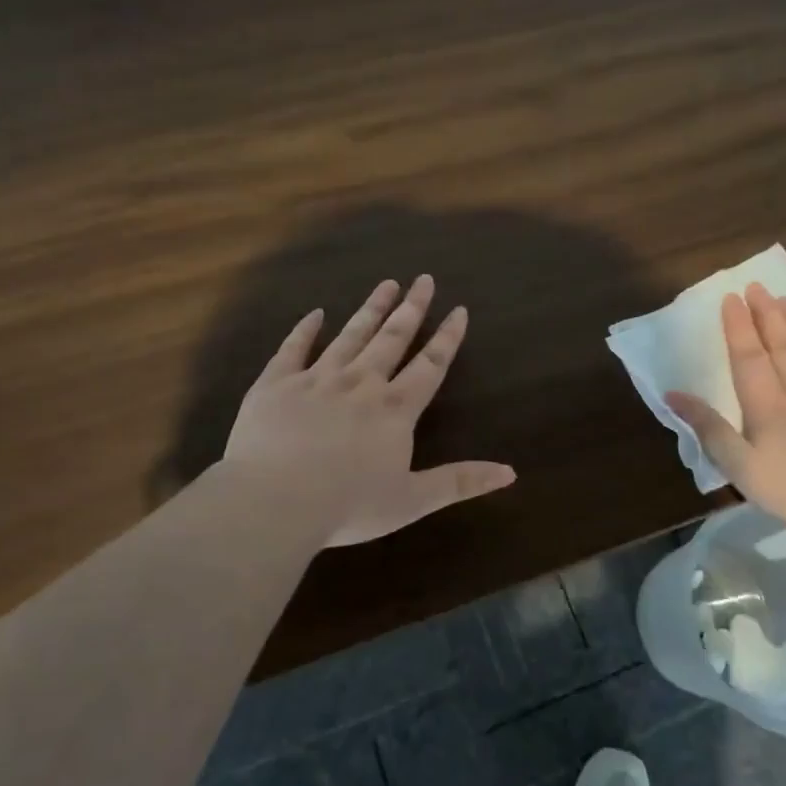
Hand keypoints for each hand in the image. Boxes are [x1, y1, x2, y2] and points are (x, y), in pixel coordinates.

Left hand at [224, 275, 515, 546]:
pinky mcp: (276, 383)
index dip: (447, 338)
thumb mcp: (412, 500)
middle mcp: (360, 383)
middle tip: (423, 279)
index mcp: (394, 409)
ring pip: (349, 335)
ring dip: (370, 309)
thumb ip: (459, 482)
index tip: (458, 309)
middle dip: (411, 308)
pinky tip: (315, 313)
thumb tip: (510, 472)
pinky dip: (305, 329)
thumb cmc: (348, 506)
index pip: (430, 365)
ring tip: (385, 284)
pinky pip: (293, 348)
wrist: (275, 501)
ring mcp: (316, 379)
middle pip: (392, 338)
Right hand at [665, 284, 785, 536]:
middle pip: (780, 345)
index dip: (738, 326)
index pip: (748, 356)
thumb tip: (673, 395)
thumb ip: (709, 429)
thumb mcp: (741, 468)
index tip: (731, 298)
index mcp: (765, 405)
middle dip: (766, 314)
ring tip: (785, 300)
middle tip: (757, 286)